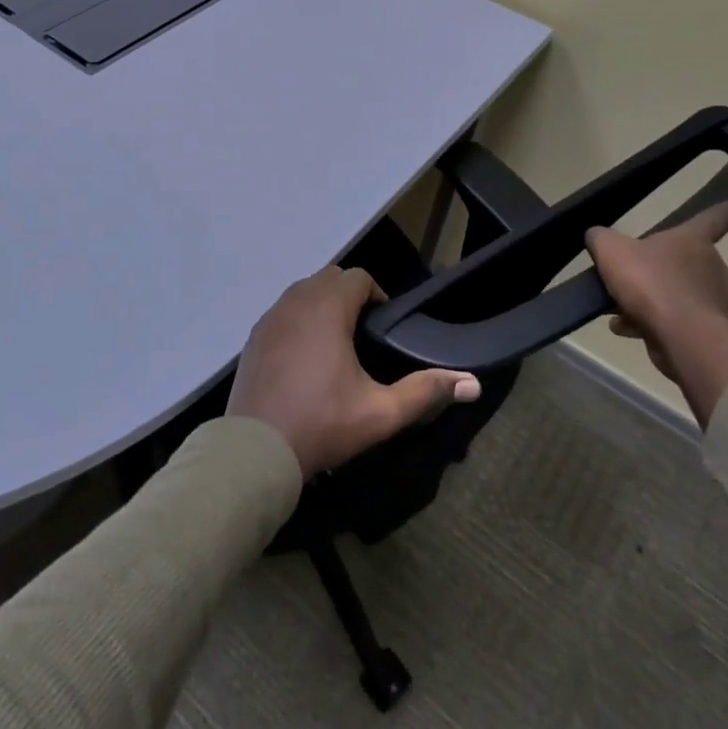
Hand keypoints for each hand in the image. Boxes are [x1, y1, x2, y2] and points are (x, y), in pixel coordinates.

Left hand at [228, 266, 481, 479]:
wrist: (255, 450)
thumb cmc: (321, 425)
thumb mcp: (380, 413)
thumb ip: (425, 392)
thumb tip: (473, 383)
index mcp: (327, 308)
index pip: (357, 277)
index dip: (376, 294)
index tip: (383, 326)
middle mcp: (296, 302)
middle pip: (329, 278)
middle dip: (350, 296)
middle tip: (364, 334)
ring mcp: (270, 317)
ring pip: (302, 292)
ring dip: (323, 304)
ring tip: (337, 344)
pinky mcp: (254, 336)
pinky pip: (282, 311)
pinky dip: (298, 319)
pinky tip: (305, 357)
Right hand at [585, 200, 727, 372]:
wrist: (680, 336)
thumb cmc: (649, 281)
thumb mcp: (610, 249)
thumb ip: (601, 238)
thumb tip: (598, 237)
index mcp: (692, 240)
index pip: (715, 217)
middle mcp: (710, 266)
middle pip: (685, 260)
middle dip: (658, 267)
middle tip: (630, 275)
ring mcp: (712, 300)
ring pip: (674, 293)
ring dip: (649, 299)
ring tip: (617, 308)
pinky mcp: (706, 331)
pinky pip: (672, 320)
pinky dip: (649, 322)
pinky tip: (625, 328)